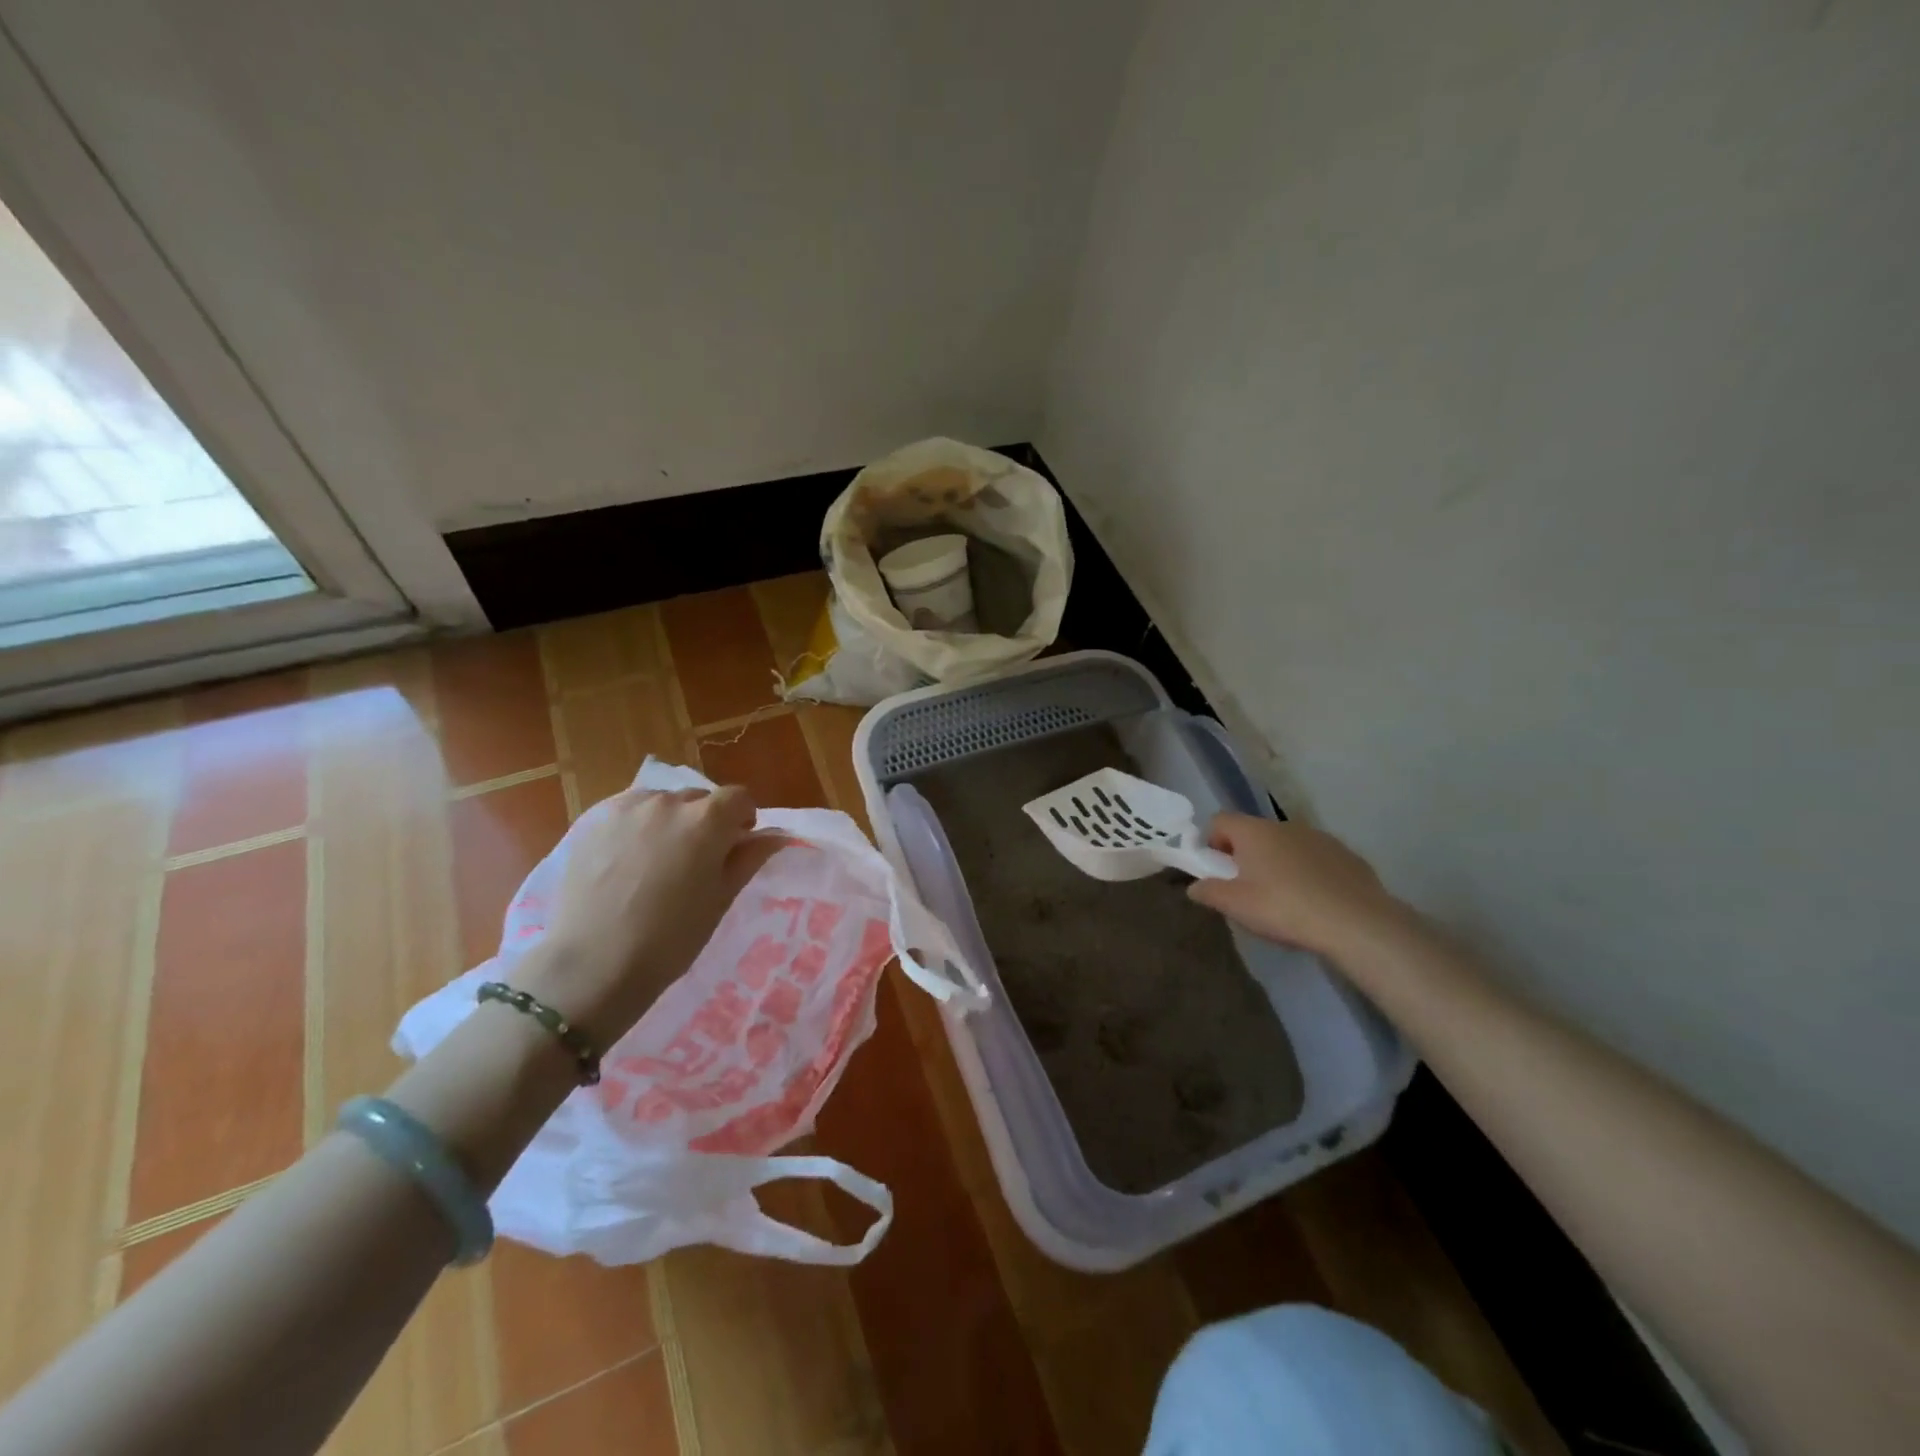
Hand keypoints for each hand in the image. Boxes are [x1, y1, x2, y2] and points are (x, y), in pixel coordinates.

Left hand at [518, 786, 786, 1043]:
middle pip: (699, 798)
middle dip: (706, 820)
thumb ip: (749, 858)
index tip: (735, 846)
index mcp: (707, 820)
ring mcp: (626, 808)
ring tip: (657, 859)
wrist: (594, 965)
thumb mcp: (721, 899)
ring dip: (669, 820)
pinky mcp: (593, 820)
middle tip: (696, 860)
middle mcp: (668, 802)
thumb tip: (774, 837)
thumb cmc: (671, 938)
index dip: (743, 819)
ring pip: (662, 802)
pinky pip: (628, 811)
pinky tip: (626, 860)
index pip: (738, 798)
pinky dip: (636, 825)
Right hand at [1186, 813, 1410, 960]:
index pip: (1219, 821)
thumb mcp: (1236, 906)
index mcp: (1253, 832)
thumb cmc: (1285, 908)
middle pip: (1253, 833)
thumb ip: (1209, 892)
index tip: (1217, 872)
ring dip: (1277, 864)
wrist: (1358, 923)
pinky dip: (1308, 873)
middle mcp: (1284, 825)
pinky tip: (1315, 902)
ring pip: (1285, 845)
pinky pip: (1315, 858)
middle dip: (1245, 857)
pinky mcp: (1346, 855)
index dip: (1211, 843)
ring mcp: (1319, 837)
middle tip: (1247, 891)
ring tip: (1284, 900)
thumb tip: (1194, 887)